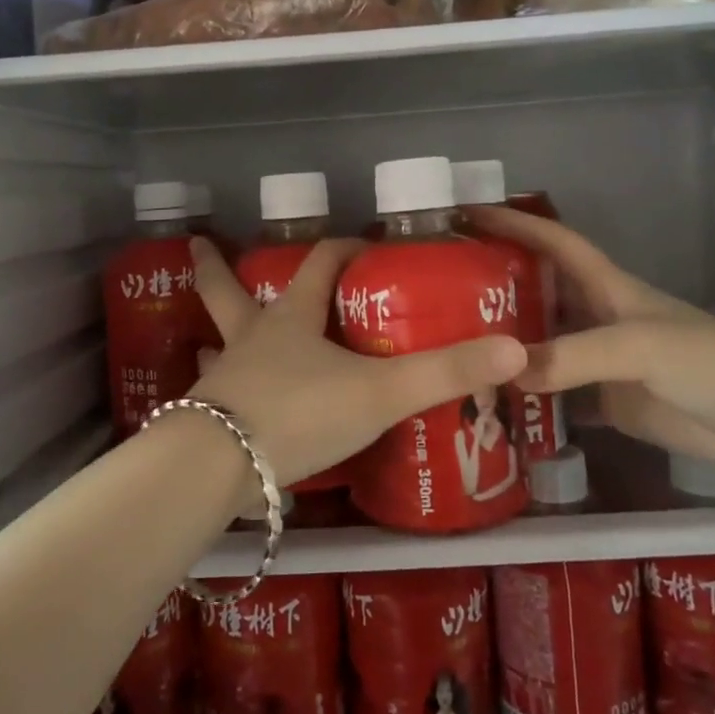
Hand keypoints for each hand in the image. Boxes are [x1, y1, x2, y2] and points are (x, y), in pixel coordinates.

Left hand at [184, 237, 527, 488]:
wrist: (221, 467)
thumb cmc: (301, 412)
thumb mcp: (380, 392)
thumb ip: (445, 373)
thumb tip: (515, 349)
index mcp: (291, 319)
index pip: (318, 265)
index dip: (342, 250)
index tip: (361, 246)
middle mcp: (250, 338)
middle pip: (226, 291)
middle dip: (216, 268)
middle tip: (199, 245)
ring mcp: (224, 377)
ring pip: (216, 342)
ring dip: (215, 332)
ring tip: (208, 333)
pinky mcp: (210, 418)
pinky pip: (216, 393)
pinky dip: (219, 389)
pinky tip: (223, 401)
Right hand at [464, 206, 714, 475]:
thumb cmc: (708, 362)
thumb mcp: (639, 347)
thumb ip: (574, 356)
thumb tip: (505, 371)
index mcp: (609, 288)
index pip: (555, 244)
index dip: (516, 224)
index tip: (469, 214)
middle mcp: (599, 318)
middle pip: (540, 294)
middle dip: (496, 288)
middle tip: (441, 293)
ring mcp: (602, 363)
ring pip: (543, 346)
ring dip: (507, 346)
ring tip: (455, 350)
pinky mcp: (609, 403)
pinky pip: (556, 395)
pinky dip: (527, 398)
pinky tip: (493, 404)